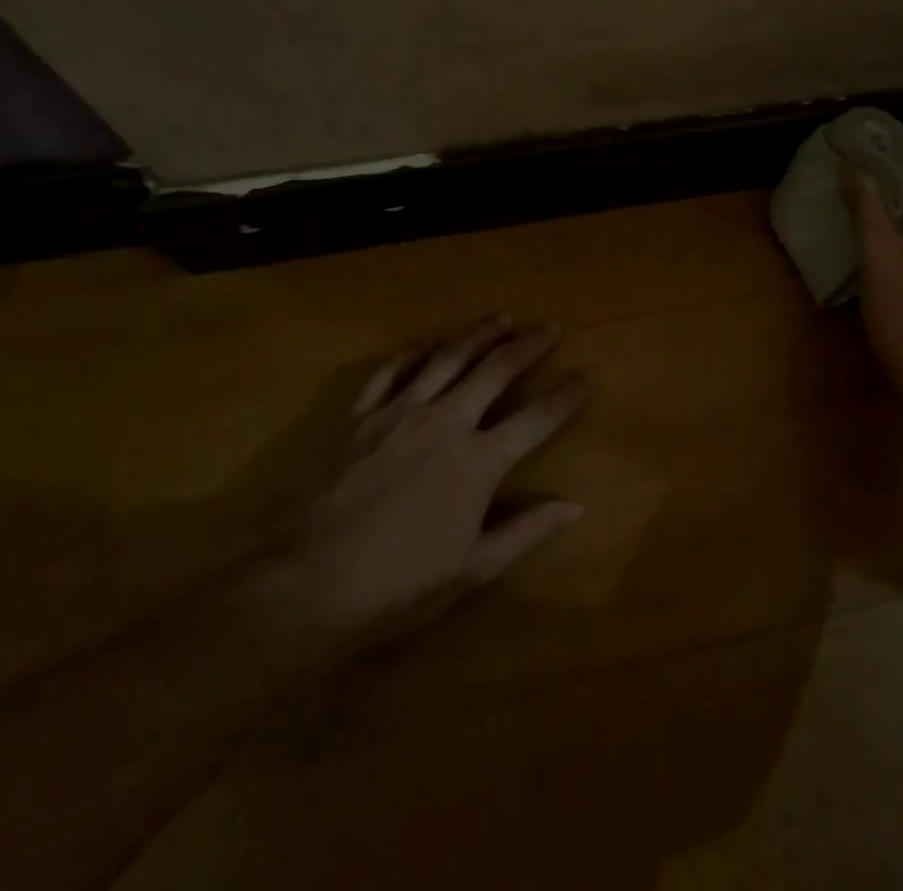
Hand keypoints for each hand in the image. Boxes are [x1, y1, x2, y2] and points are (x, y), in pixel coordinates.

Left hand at [254, 315, 586, 648]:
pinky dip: (415, 352)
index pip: (536, 419)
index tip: (588, 377)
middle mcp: (446, 423)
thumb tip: (576, 507)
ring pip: (448, 359)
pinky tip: (429, 342)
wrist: (314, 584)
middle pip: (495, 371)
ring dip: (479, 335)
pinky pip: (393, 371)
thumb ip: (527, 531)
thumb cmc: (402, 584)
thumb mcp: (474, 568)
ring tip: (502, 318)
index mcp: (478, 461)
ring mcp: (401, 413)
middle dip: (528, 346)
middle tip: (551, 327)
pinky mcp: (364, 417)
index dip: (567, 397)